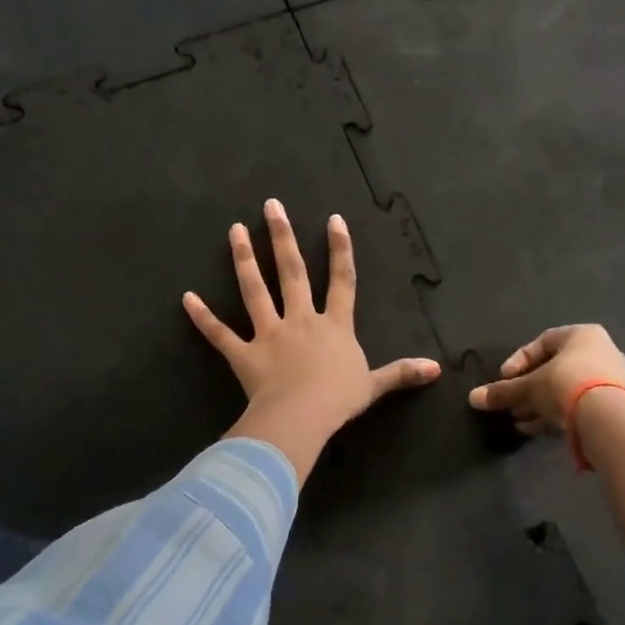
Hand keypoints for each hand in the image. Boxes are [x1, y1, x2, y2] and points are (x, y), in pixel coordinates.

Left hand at [186, 199, 441, 481]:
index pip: (341, 281)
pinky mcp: (244, 355)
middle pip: (292, 273)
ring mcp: (270, 335)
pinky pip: (220, 334)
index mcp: (334, 326)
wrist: (302, 418)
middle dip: (282, 238)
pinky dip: (203, 317)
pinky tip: (186, 298)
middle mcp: (301, 321)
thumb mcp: (375, 385)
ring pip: (255, 291)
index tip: (333, 220)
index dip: (340, 250)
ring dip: (244, 260)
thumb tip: (437, 368)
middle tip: (270, 206)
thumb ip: (402, 372)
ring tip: (235, 231)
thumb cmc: (339, 400)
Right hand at [467, 324, 624, 435]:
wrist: (608, 418)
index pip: (543, 342)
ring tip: (519, 420)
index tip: (504, 378)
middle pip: (554, 369)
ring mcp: (611, 379)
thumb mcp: (528, 387)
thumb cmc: (566, 385)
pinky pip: (578, 405)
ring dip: (539, 404)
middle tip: (511, 403)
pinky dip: (556, 414)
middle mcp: (601, 351)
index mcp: (582, 335)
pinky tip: (535, 429)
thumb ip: (502, 391)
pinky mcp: (614, 404)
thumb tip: (472, 398)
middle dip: (528, 388)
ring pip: (565, 389)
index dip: (519, 360)